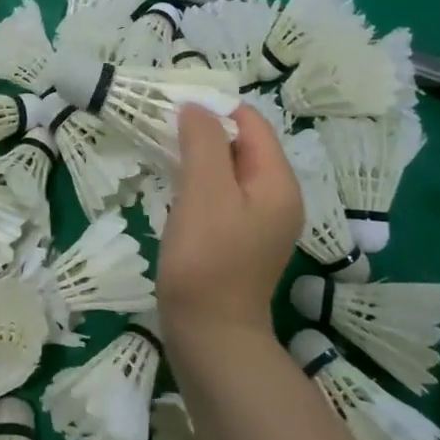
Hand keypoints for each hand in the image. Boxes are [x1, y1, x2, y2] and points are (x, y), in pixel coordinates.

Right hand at [157, 103, 303, 348]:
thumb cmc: (207, 260)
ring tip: (161, 148)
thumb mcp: (205, 192)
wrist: (210, 337)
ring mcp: (259, 221)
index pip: (251, 122)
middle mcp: (276, 197)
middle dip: (203, 128)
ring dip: (197, 154)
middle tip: (161, 124)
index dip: (215, 106)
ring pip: (228, 169)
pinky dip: (198, 180)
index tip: (173, 102)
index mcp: (278, 182)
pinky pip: (221, 193)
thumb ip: (203, 142)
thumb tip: (195, 107)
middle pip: (241, 144)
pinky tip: (173, 184)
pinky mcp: (239, 238)